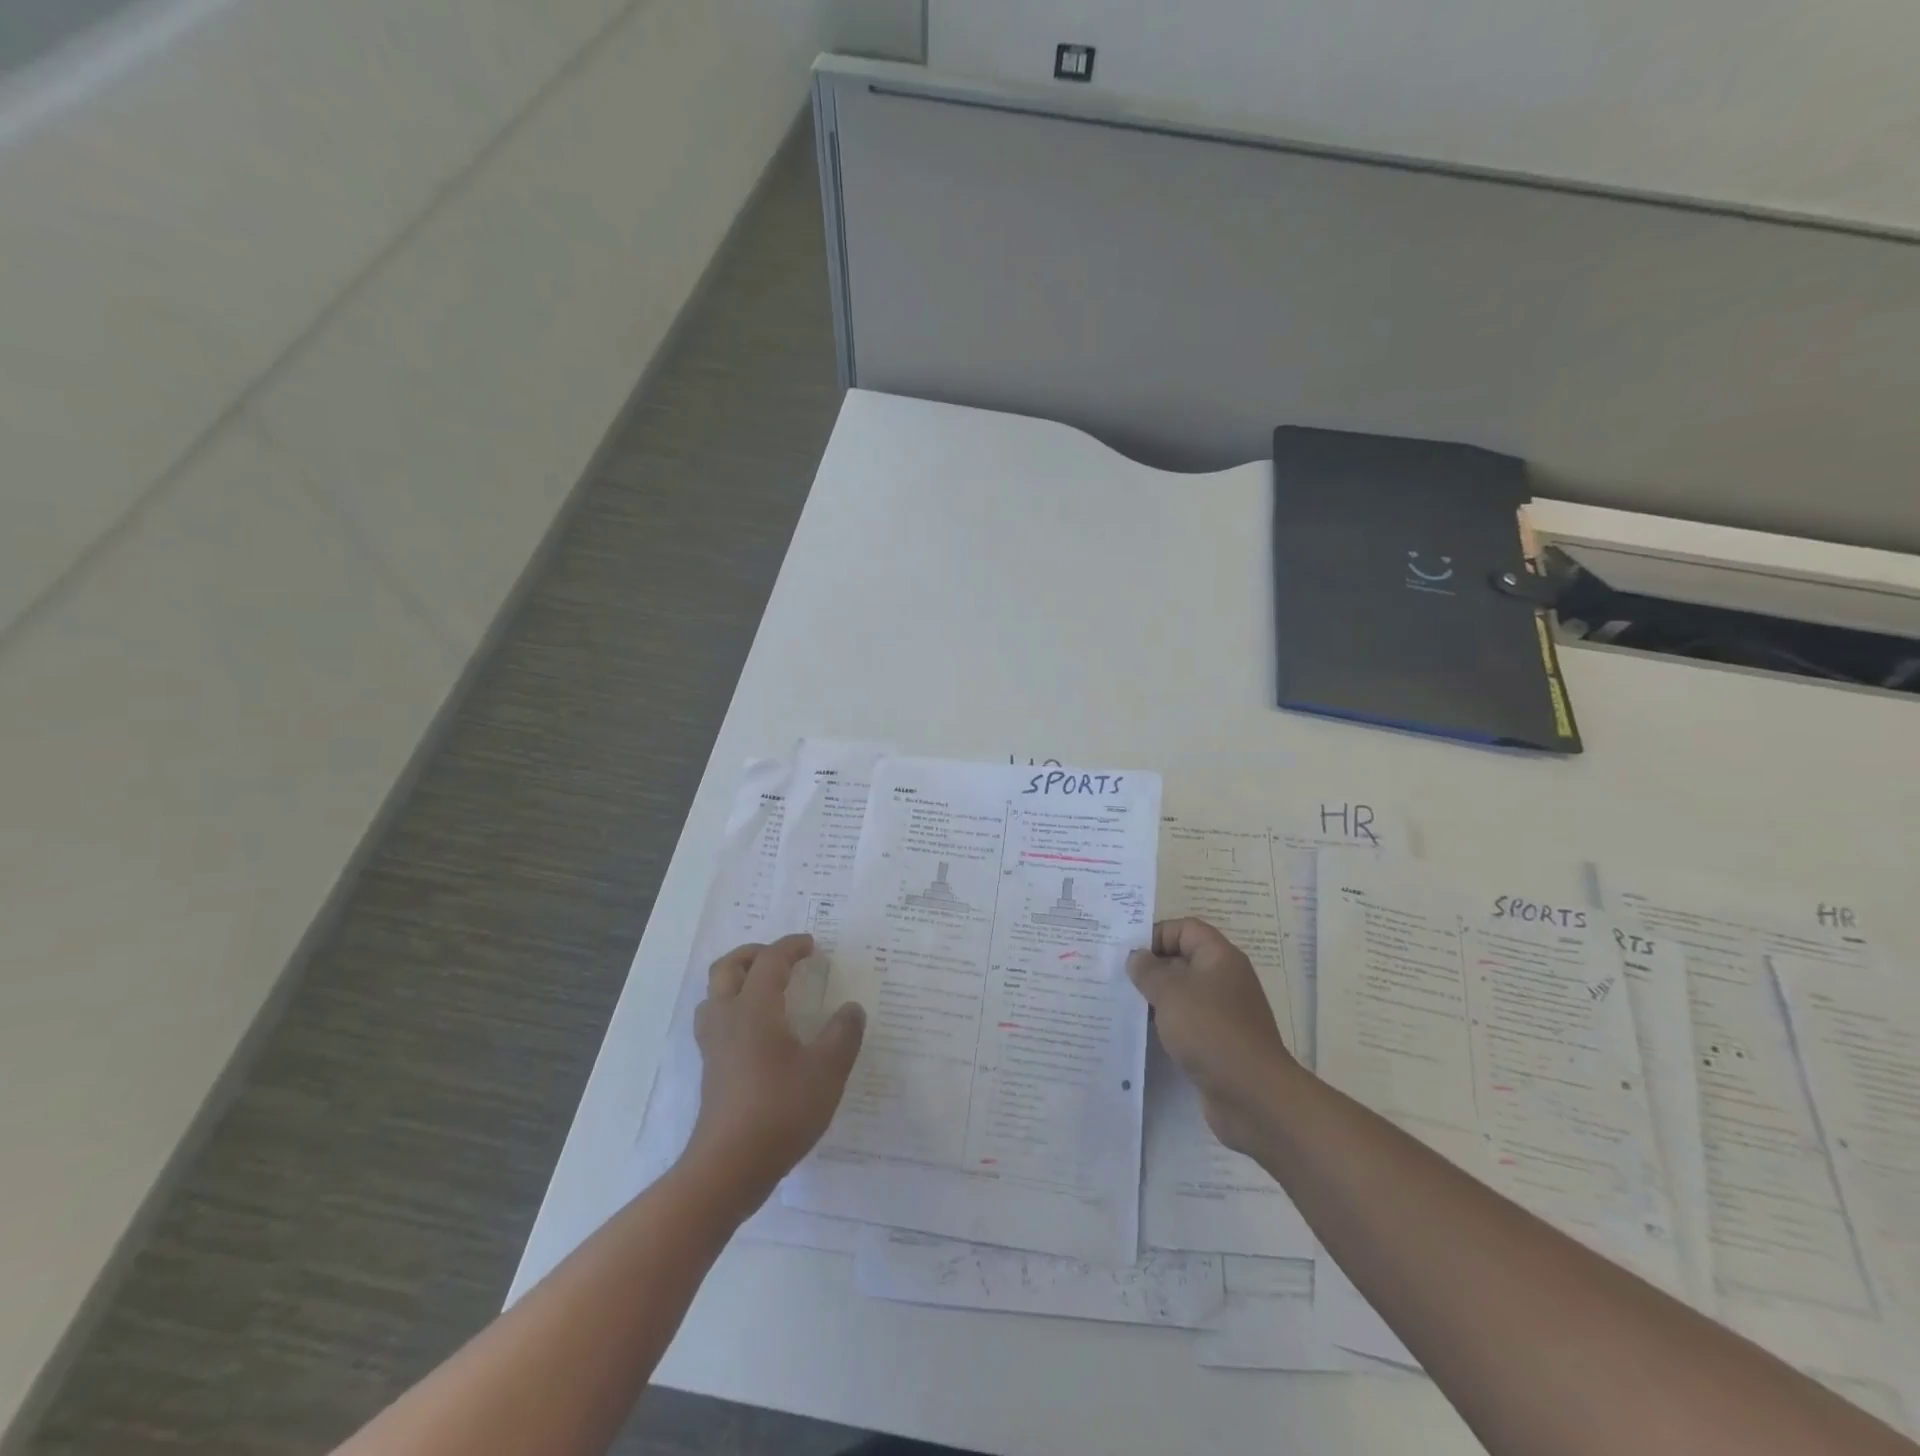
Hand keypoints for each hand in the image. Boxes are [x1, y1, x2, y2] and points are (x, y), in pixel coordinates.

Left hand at [684, 934, 866, 1212]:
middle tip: (782, 957)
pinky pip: (716, 1020)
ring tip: (765, 986)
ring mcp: (714, 1046)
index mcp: (754, 1009)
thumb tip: (851, 1008)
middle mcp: (728, 1018)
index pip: (770, 962)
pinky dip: (734, 1006)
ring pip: (715, 994)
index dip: (791, 947)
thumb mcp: (827, 1071)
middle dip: (754, 953)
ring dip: (737, 979)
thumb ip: (843, 1035)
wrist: (729, 1168)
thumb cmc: (780, 1111)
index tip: (813, 945)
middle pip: (727, 968)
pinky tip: (757, 1028)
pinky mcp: (711, 1069)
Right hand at [1128, 918, 1295, 1154]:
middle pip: (1183, 959)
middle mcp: (1224, 980)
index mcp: (1220, 958)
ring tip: (1123, 1002)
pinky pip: (1186, 1022)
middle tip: (1117, 976)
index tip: (1129, 953)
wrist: (1253, 1096)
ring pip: (1183, 993)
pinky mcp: (1218, 1042)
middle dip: (1151, 966)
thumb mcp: (1171, 993)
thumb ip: (1148, 970)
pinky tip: (1142, 1032)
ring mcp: (1223, 1013)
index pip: (1186, 929)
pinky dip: (1166, 1024)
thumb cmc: (1211, 1031)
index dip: (1157, 934)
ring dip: (1155, 997)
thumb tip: (1136, 957)